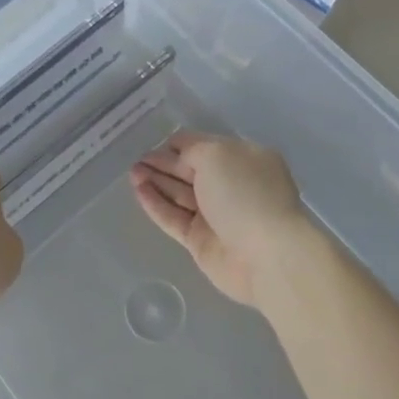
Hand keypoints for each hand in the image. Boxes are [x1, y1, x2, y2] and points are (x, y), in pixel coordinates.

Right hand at [129, 132, 308, 306]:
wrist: (265, 255)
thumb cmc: (244, 193)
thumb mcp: (216, 154)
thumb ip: (191, 149)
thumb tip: (178, 156)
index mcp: (243, 160)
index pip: (204, 146)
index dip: (179, 144)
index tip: (155, 143)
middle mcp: (231, 185)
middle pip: (190, 170)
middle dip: (163, 163)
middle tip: (136, 160)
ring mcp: (216, 215)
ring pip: (179, 194)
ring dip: (155, 181)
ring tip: (132, 173)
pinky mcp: (201, 241)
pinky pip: (174, 218)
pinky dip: (156, 204)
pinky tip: (138, 191)